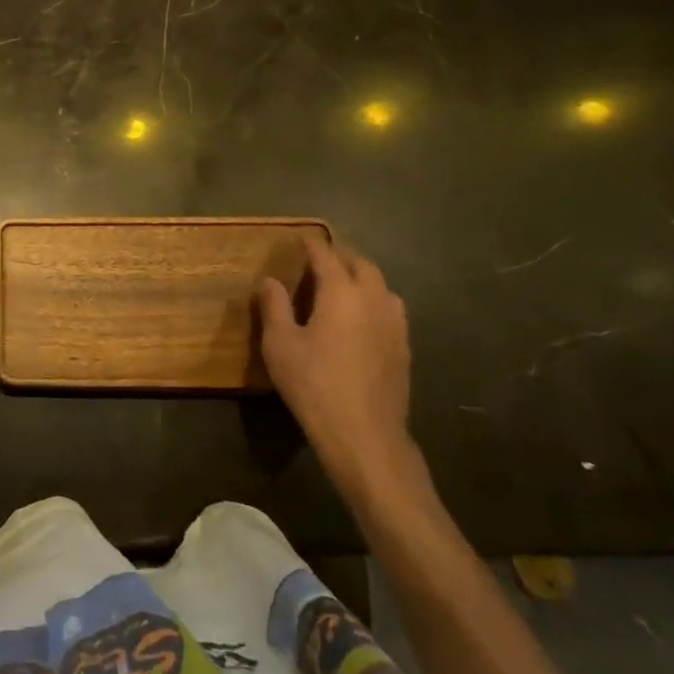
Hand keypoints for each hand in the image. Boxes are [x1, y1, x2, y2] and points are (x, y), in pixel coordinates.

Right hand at [256, 237, 416, 503]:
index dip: (312, 244)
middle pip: (362, 265)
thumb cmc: (314, 384)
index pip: (326, 256)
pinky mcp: (403, 348)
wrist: (364, 434)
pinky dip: (374, 301)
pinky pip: (390, 310)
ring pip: (382, 287)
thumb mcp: (280, 344)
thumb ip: (274, 307)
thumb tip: (270, 281)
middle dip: (341, 257)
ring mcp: (394, 325)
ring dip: (362, 278)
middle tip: (320, 260)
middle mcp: (373, 300)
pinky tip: (361, 319)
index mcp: (341, 293)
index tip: (300, 238)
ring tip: (343, 286)